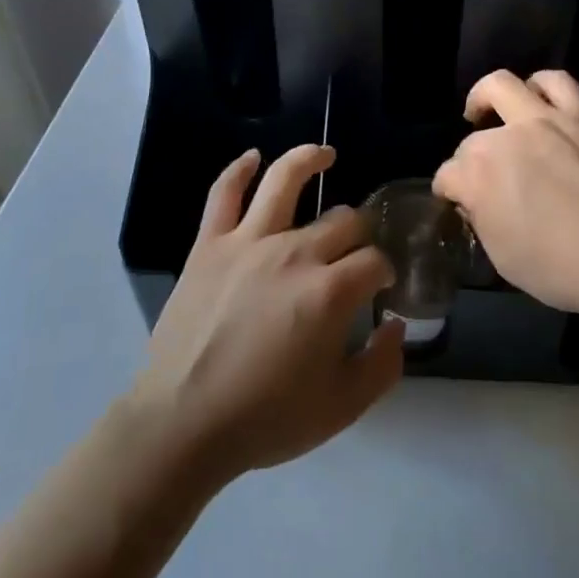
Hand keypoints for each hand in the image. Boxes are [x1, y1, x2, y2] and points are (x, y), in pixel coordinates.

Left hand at [130, 144, 404, 482]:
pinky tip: (253, 157)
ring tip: (326, 154)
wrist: (183, 424)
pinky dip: (239, 170)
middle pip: (341, 220)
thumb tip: (395, 324)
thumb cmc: (266, 417)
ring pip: (285, 181)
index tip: (382, 286)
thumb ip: (383, 364)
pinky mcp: (209, 244)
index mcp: (330, 290)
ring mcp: (248, 242)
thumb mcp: (342, 407)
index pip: (374, 261)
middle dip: (359, 231)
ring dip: (310, 160)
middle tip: (356, 250)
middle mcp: (294, 252)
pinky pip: (223, 194)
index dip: (385, 271)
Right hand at [434, 70, 578, 320]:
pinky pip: (556, 82)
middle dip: (469, 160)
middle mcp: (505, 139)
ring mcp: (545, 120)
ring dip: (487, 97)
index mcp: (479, 178)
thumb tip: (479, 203)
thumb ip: (484, 223)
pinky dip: (540, 86)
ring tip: (490, 111)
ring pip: (502, 85)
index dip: (449, 192)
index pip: (448, 177)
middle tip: (485, 178)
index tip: (458, 205)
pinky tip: (538, 100)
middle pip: (472, 139)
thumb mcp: (507, 262)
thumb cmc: (568, 269)